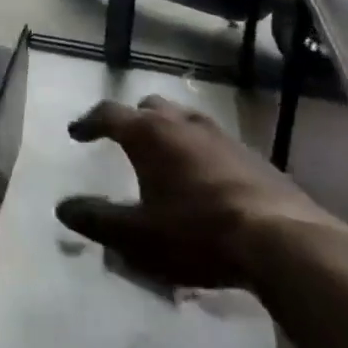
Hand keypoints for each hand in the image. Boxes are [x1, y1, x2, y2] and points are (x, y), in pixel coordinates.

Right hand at [56, 95, 344, 288]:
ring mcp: (221, 136)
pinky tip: (206, 179)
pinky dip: (200, 151)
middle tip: (125, 139)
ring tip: (166, 156)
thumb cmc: (199, 233)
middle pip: (151, 107)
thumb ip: (98, 220)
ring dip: (170, 132)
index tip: (77, 133)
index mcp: (149, 134)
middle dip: (134, 119)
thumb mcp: (138, 236)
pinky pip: (214, 142)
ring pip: (185, 120)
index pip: (109, 114)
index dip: (89, 122)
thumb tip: (63, 208)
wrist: (284, 240)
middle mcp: (182, 123)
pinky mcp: (252, 155)